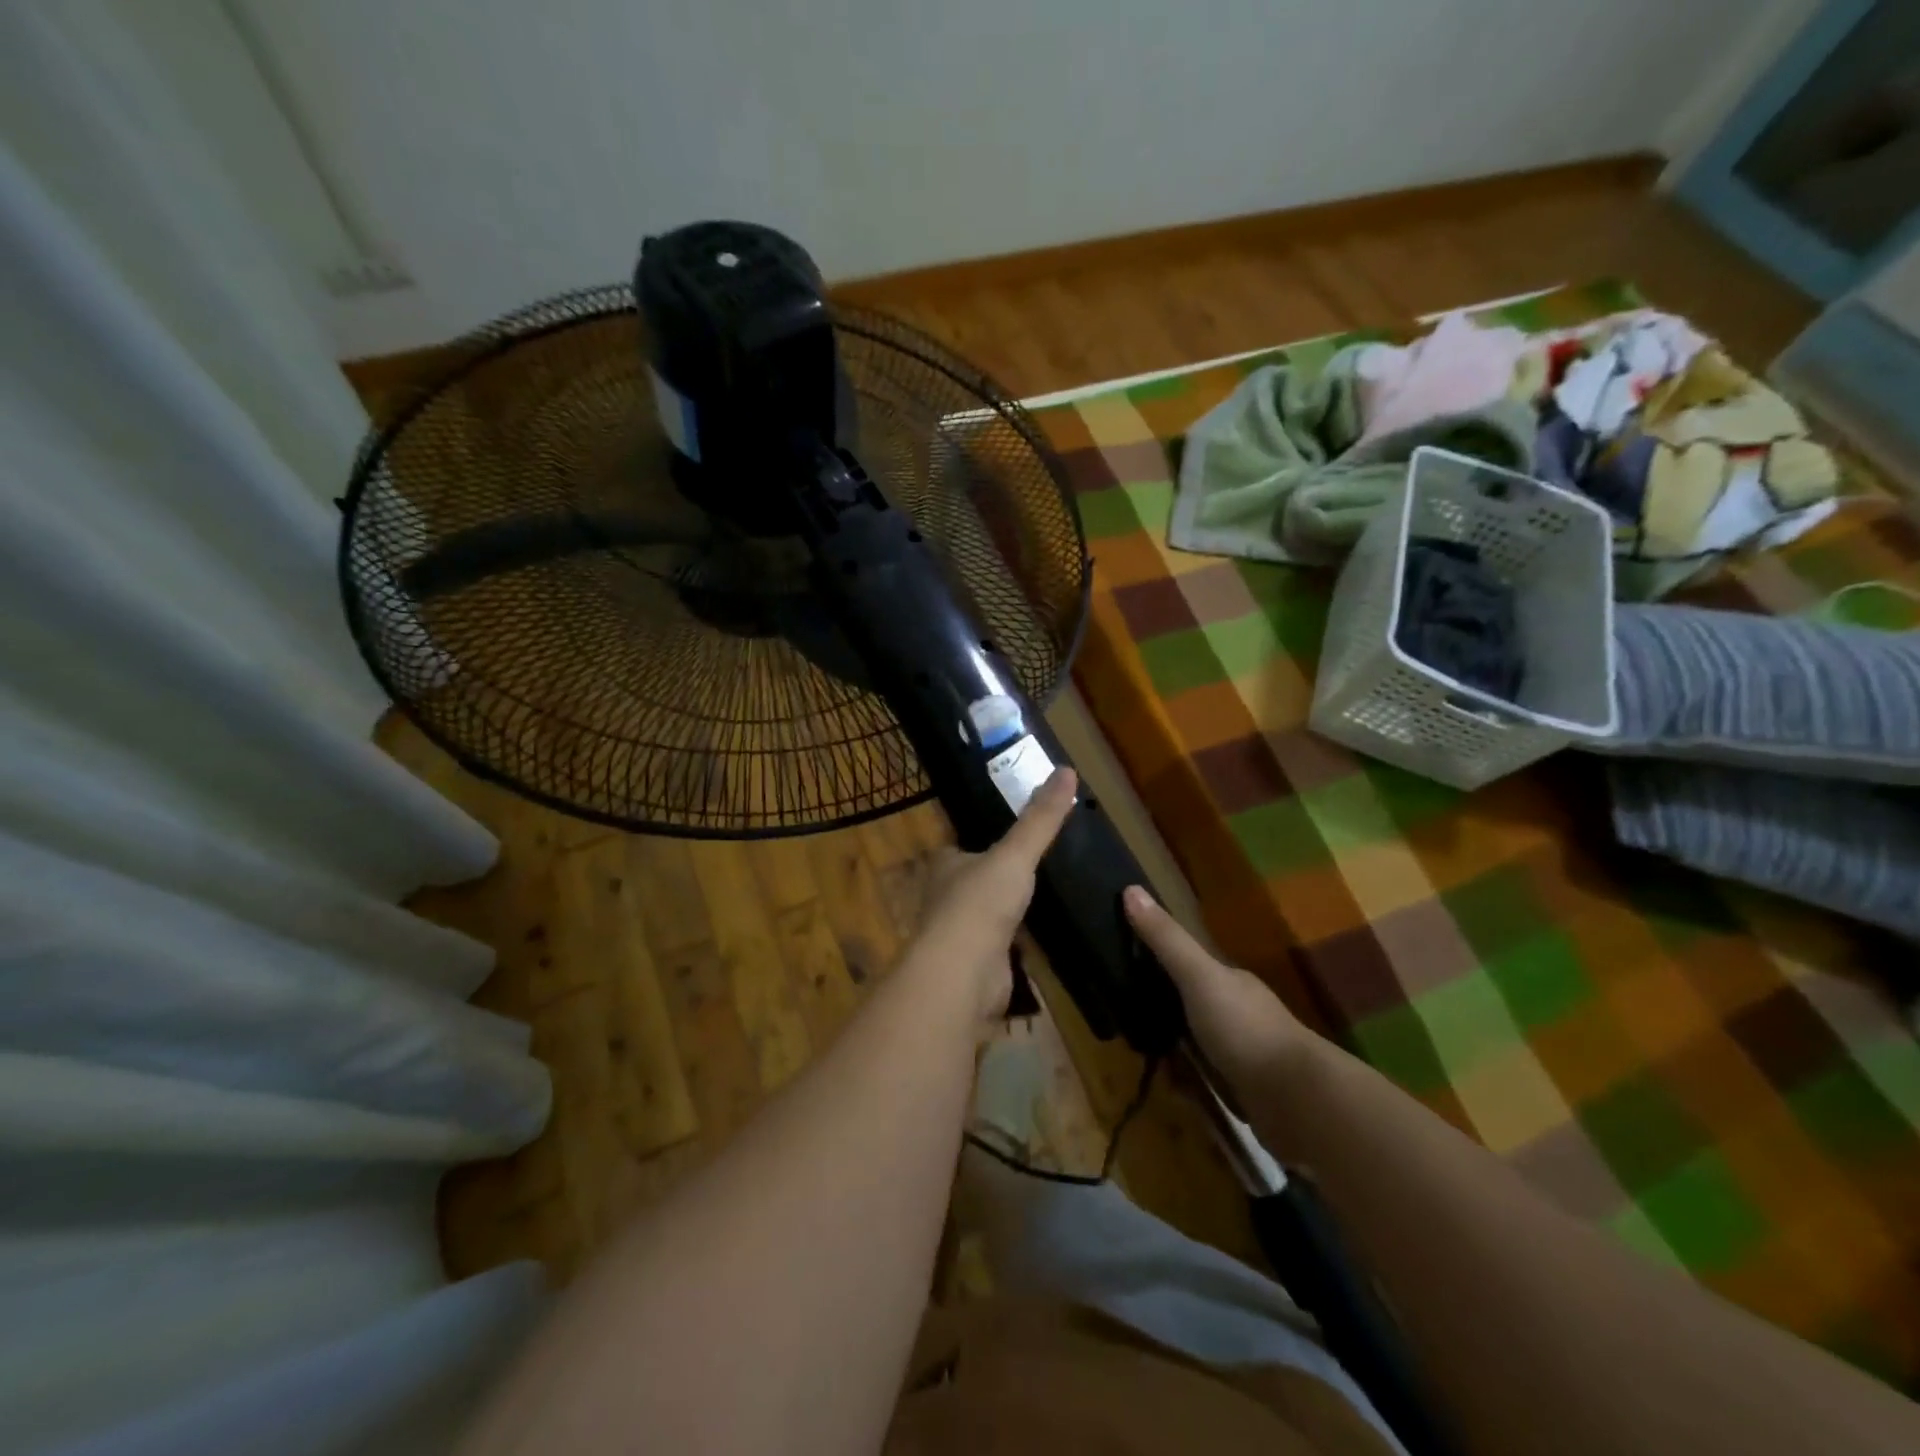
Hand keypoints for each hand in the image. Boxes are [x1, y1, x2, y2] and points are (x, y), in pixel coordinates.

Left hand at [912, 769, 1077, 1020]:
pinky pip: (1001, 948)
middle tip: (1030, 868)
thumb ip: (1040, 819)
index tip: (1008, 837)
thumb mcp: (1016, 853)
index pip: (960, 848)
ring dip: (1005, 912)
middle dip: (995, 878)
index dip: (979, 841)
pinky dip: (1017, 945)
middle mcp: (946, 898)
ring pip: (986, 916)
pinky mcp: (977, 967)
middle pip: (972, 882)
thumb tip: (1067, 770)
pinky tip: (1039, 941)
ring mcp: (960, 935)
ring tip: (1040, 900)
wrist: (964, 974)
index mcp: (946, 865)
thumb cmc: (981, 903)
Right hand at [1122, 885, 1307, 1093]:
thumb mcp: (1198, 977)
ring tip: (1144, 1057)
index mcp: (1231, 981)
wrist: (1298, 1100)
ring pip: (1201, 1044)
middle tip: (1127, 1019)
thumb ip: (1166, 939)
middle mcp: (1240, 1013)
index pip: (1191, 965)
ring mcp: (1247, 1054)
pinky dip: (1192, 1084)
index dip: (1161, 963)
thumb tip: (1130, 888)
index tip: (1127, 968)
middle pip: (1194, 1005)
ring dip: (1179, 1051)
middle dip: (1166, 1011)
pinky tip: (1176, 1091)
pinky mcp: (1249, 1093)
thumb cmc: (1245, 1028)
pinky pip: (1211, 1081)